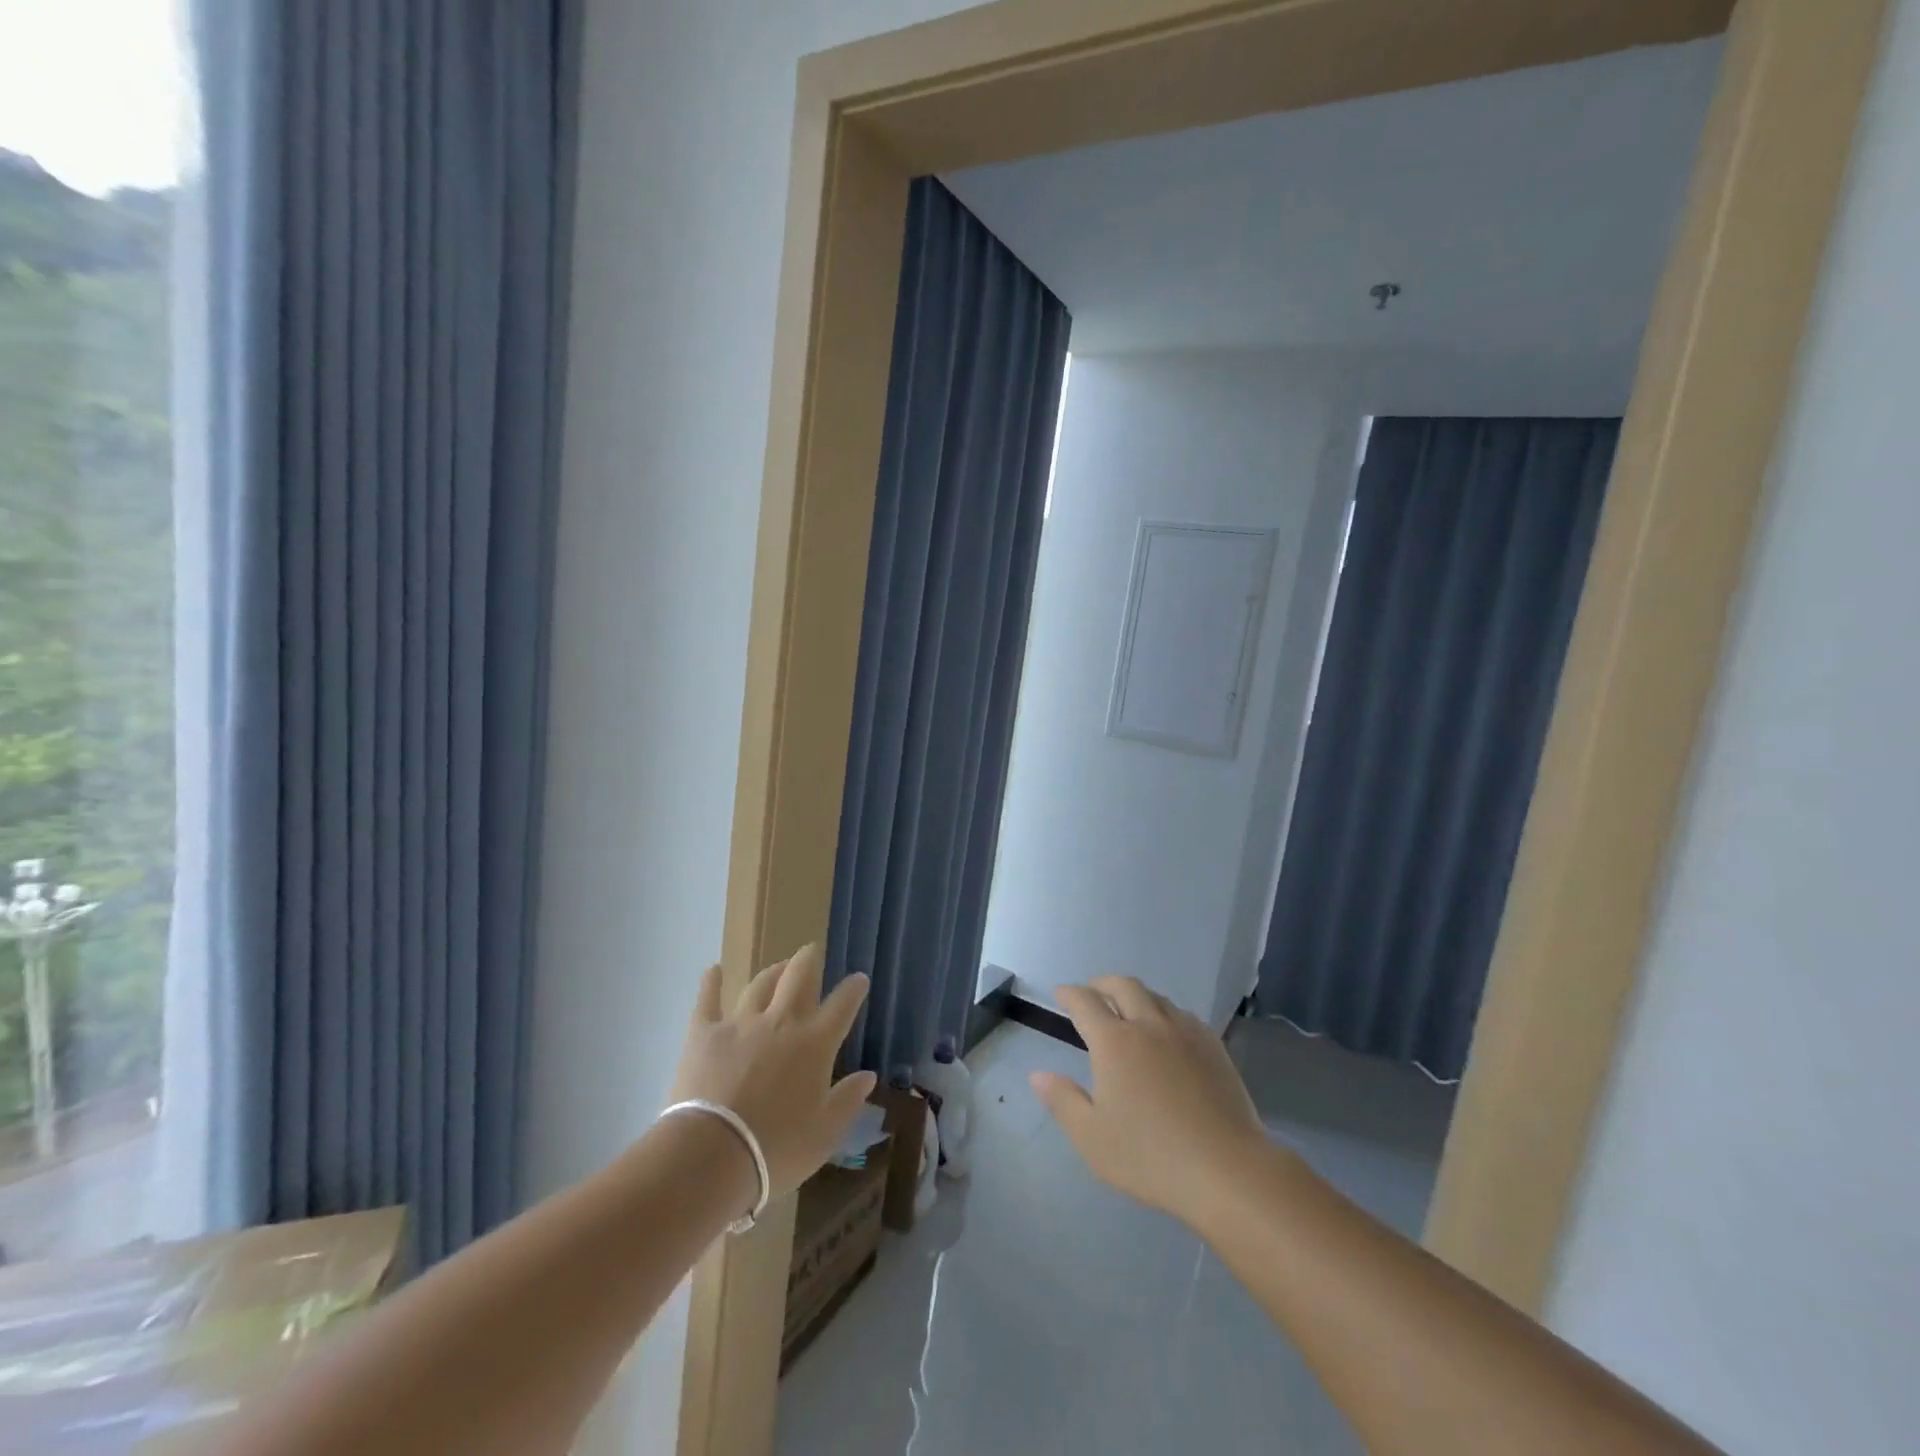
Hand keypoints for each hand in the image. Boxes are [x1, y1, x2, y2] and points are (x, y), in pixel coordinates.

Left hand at [669, 944, 877, 1200]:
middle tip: (811, 951)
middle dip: (808, 960)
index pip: (842, 1005)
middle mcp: (781, 1022)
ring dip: (771, 971)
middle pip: (798, 976)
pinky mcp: (704, 1032)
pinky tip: (715, 970)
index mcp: (815, 1044)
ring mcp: (740, 1023)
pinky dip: (712, 982)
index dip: (853, 989)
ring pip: (760, 984)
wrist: (711, 1155)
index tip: (859, 979)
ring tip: (777, 966)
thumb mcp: (824, 1134)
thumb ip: (847, 1100)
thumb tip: (867, 1075)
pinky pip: (708, 999)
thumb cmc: (775, 1149)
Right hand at [1031, 976, 1286, 1228]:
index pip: (1085, 1003)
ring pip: (1155, 997)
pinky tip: (1167, 1032)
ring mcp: (1185, 1033)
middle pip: (1123, 985)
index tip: (1060, 994)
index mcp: (1114, 1042)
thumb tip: (1038, 1075)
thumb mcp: (1092, 1137)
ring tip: (1128, 1011)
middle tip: (1092, 993)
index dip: (1069, 994)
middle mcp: (1148, 1025)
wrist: (1227, 1169)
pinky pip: (1183, 1015)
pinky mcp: (1214, 1047)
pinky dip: (1164, 1012)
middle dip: (1102, 984)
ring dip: (1135, 995)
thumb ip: (1062, 1101)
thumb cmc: (1151, 1156)